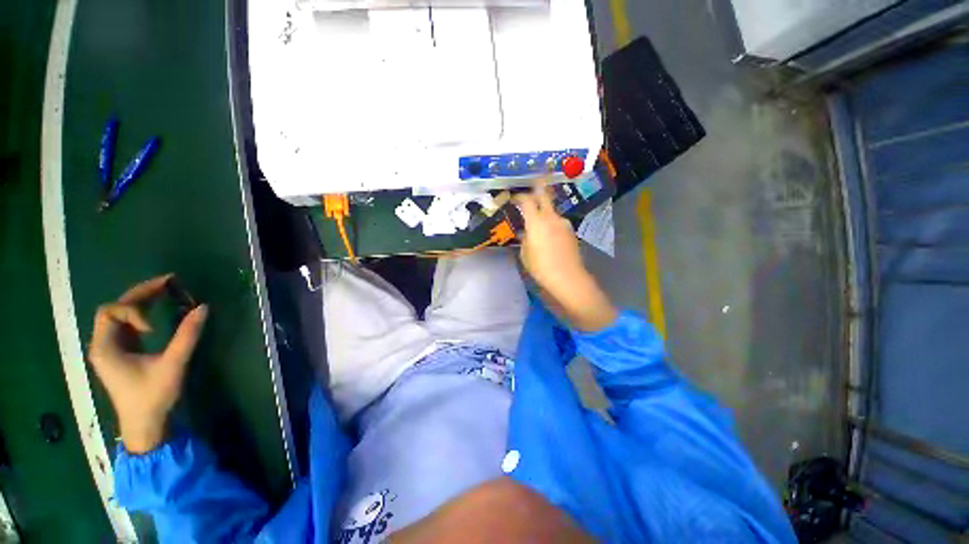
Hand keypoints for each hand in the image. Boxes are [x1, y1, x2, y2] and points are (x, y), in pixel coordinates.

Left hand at [88, 274, 208, 453]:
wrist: (145, 425)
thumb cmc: (153, 397)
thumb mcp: (172, 365)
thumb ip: (187, 335)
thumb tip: (203, 307)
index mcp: (105, 347)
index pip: (111, 312)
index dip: (133, 312)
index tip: (152, 329)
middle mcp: (103, 344)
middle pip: (115, 308)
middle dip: (141, 294)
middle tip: (169, 282)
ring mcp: (111, 349)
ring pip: (121, 315)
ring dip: (142, 301)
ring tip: (166, 290)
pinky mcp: (122, 353)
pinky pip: (128, 325)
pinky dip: (143, 314)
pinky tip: (158, 311)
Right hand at [515, 180, 616, 330]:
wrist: (568, 278)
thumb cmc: (541, 268)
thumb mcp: (525, 254)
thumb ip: (524, 239)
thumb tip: (524, 232)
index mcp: (537, 222)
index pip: (527, 201)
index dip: (519, 196)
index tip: (513, 198)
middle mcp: (552, 218)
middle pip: (544, 195)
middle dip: (537, 187)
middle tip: (532, 183)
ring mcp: (564, 224)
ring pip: (552, 210)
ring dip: (544, 211)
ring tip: (537, 220)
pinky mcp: (571, 232)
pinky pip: (557, 222)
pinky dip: (550, 223)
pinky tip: (547, 234)